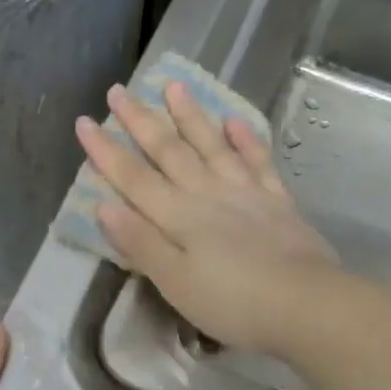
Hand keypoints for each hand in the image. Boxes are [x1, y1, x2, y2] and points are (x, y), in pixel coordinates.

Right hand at [75, 80, 343, 356]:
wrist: (306, 304)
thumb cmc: (234, 303)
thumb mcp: (176, 283)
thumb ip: (141, 243)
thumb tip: (103, 205)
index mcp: (179, 217)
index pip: (133, 178)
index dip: (106, 151)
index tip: (84, 121)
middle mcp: (208, 194)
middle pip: (169, 152)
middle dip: (140, 121)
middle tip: (118, 90)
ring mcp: (245, 193)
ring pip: (211, 146)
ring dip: (190, 116)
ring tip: (174, 85)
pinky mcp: (277, 200)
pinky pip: (257, 161)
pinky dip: (245, 140)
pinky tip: (234, 121)